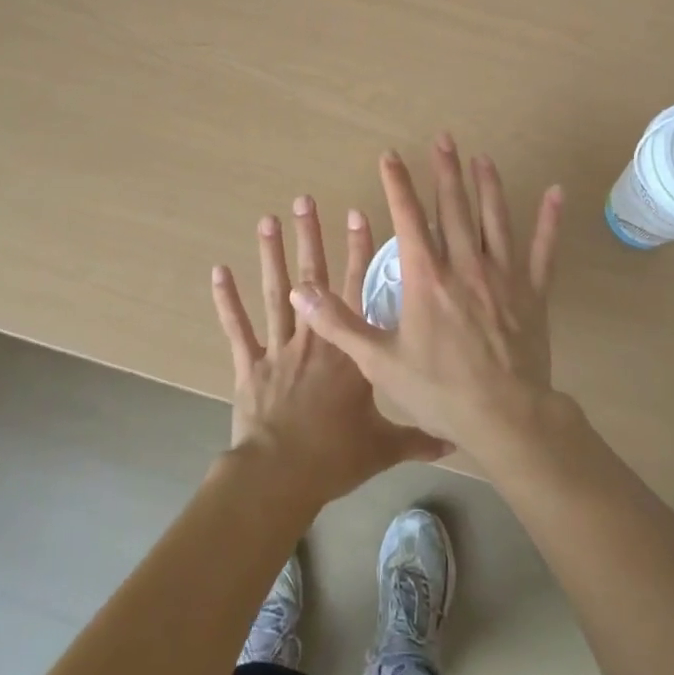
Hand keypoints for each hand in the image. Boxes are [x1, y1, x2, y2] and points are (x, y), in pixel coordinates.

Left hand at [212, 196, 448, 510]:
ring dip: (270, 255)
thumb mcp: (383, 447)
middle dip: (310, 236)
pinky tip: (218, 271)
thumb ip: (418, 438)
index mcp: (348, 350)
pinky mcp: (249, 365)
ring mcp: (279, 347)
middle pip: (312, 278)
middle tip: (304, 199)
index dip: (358, 249)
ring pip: (275, 292)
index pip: (356, 288)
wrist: (281, 475)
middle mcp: (314, 338)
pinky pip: (237, 328)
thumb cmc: (335, 455)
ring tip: (267, 219)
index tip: (357, 212)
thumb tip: (455, 440)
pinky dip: (227, 301)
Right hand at [293, 134, 564, 468]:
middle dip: (445, 170)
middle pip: (454, 208)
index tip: (389, 156)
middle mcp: (465, 265)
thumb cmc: (439, 390)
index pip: (408, 218)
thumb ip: (339, 323)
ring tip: (482, 158)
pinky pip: (543, 250)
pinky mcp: (533, 292)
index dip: (397, 184)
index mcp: (427, 277)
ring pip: (495, 220)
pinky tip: (557, 193)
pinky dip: (550, 221)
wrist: (505, 418)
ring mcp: (503, 276)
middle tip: (443, 138)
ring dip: (488, 186)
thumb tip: (300, 291)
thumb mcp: (379, 361)